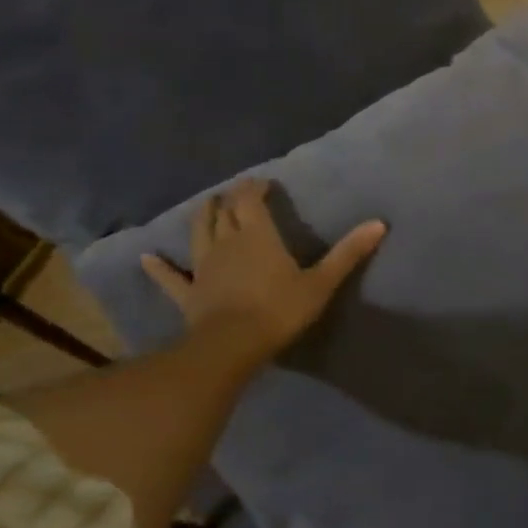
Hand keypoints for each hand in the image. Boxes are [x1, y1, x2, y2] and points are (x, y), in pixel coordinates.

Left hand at [142, 180, 385, 366]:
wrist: (233, 345)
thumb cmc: (280, 310)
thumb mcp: (322, 282)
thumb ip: (348, 252)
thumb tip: (379, 223)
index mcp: (257, 235)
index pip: (251, 201)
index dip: (255, 188)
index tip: (262, 182)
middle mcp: (226, 242)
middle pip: (223, 211)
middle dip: (230, 198)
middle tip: (237, 193)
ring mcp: (203, 266)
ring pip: (199, 233)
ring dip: (203, 217)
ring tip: (207, 206)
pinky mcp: (189, 292)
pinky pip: (171, 277)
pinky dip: (159, 267)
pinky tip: (147, 259)